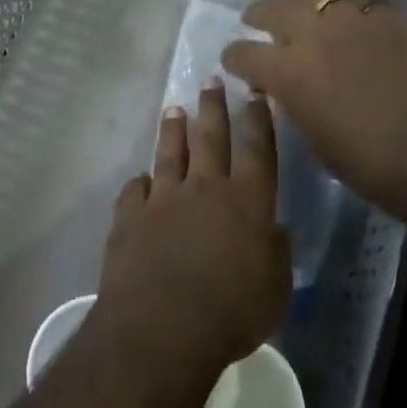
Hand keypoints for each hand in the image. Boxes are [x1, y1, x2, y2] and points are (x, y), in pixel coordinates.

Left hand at [97, 82, 291, 371]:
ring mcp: (164, 199)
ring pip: (170, 154)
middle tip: (210, 80)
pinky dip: (139, 184)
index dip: (260, 120)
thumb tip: (275, 228)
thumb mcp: (275, 290)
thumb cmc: (232, 313)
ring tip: (173, 110)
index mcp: (247, 201)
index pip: (258, 149)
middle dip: (213, 107)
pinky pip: (135, 191)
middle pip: (211, 138)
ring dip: (173, 131)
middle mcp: (205, 189)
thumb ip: (276, 253)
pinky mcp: (130, 217)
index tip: (257, 93)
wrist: (163, 327)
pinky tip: (140, 180)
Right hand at [221, 0, 406, 224]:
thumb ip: (294, 106)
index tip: (233, 63)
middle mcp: (316, 34)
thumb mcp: (317, 143)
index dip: (233, 59)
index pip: (243, 53)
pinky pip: (359, 4)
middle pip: (273, 8)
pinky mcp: (394, 18)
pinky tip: (353, 26)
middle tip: (257, 22)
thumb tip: (284, 89)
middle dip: (259, 16)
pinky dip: (346, 12)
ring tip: (304, 14)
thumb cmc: (374, 167)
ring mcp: (358, 19)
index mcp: (290, 71)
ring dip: (302, 4)